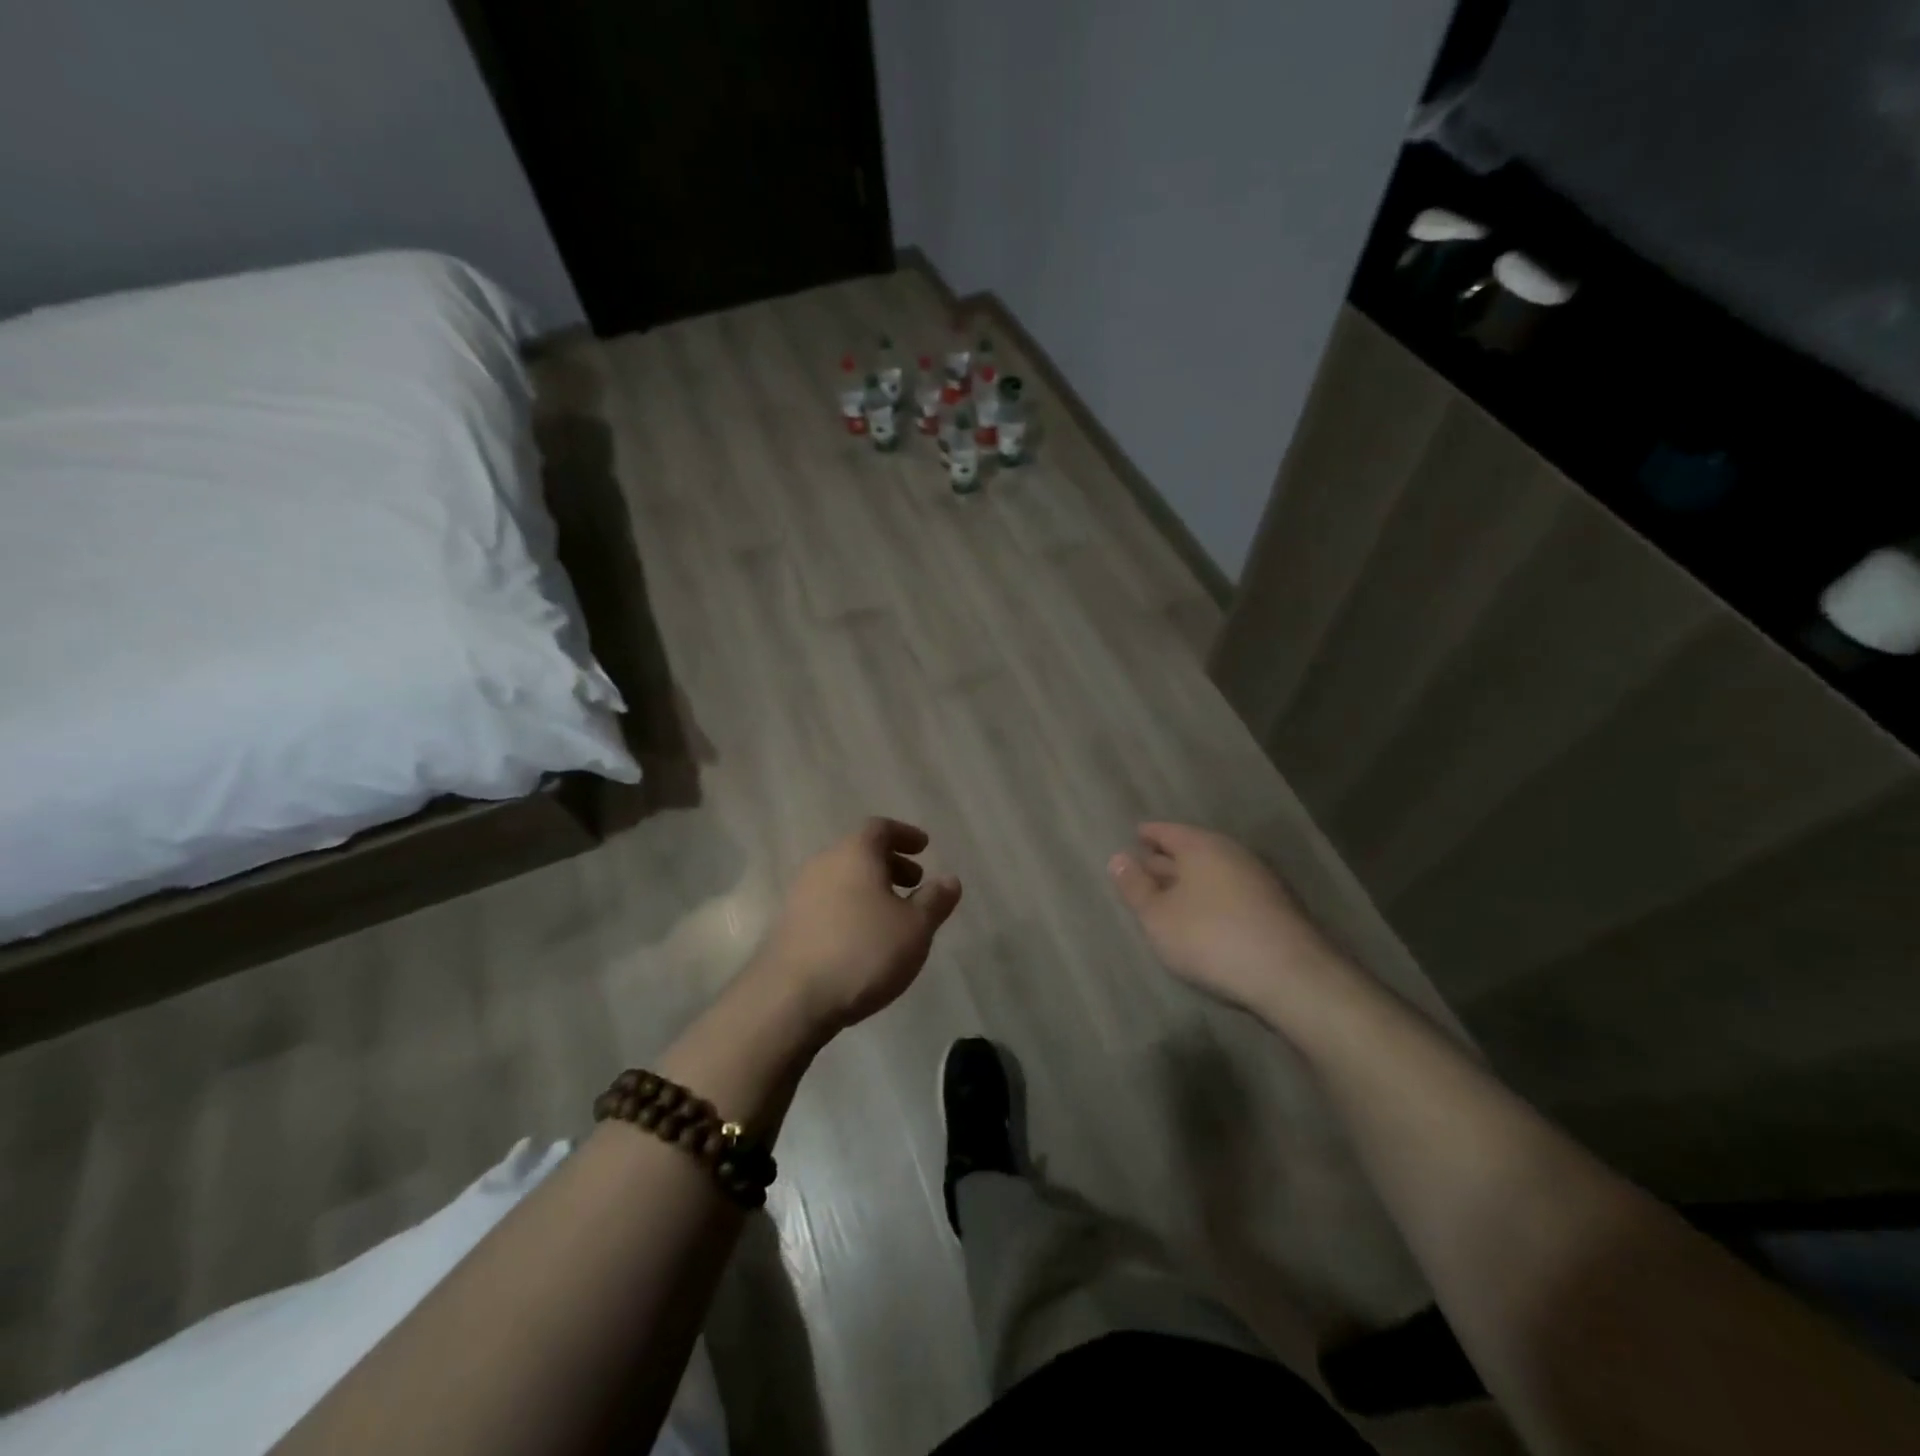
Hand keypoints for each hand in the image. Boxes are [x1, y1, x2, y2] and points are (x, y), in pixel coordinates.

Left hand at [756, 817, 961, 1034]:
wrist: (789, 998)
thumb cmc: (862, 952)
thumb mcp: (914, 928)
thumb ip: (935, 901)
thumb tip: (949, 879)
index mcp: (854, 853)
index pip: (880, 828)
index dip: (905, 835)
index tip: (924, 847)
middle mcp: (823, 864)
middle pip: (859, 852)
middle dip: (890, 863)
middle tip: (915, 882)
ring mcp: (800, 894)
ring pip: (842, 878)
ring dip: (870, 888)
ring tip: (892, 915)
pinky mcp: (788, 924)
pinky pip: (828, 902)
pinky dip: (851, 907)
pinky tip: (863, 938)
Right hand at [1109, 823, 1350, 1021]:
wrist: (1290, 975)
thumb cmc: (1210, 938)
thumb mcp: (1158, 916)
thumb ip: (1135, 887)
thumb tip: (1117, 858)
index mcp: (1201, 846)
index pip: (1168, 831)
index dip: (1148, 834)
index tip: (1135, 835)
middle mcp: (1232, 853)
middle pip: (1192, 849)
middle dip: (1168, 858)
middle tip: (1145, 866)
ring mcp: (1260, 879)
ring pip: (1215, 871)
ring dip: (1192, 880)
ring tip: (1171, 894)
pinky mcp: (1277, 907)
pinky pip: (1233, 891)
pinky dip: (1214, 896)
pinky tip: (1206, 916)